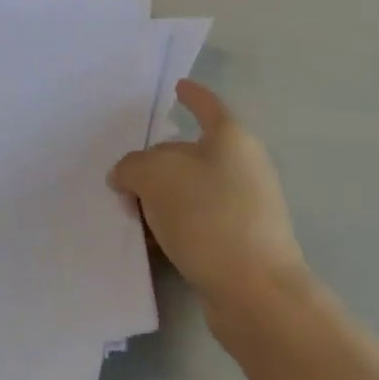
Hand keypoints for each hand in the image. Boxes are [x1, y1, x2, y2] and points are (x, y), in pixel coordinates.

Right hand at [109, 79, 309, 319]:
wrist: (255, 292)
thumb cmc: (208, 216)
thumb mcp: (155, 176)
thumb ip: (132, 166)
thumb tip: (128, 177)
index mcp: (231, 139)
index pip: (207, 106)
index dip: (192, 95)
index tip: (178, 86)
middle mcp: (243, 167)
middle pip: (190, 153)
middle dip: (155, 163)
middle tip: (123, 178)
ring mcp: (245, 207)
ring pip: (191, 191)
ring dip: (160, 200)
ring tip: (130, 215)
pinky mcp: (239, 243)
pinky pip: (197, 223)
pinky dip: (173, 227)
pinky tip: (151, 242)